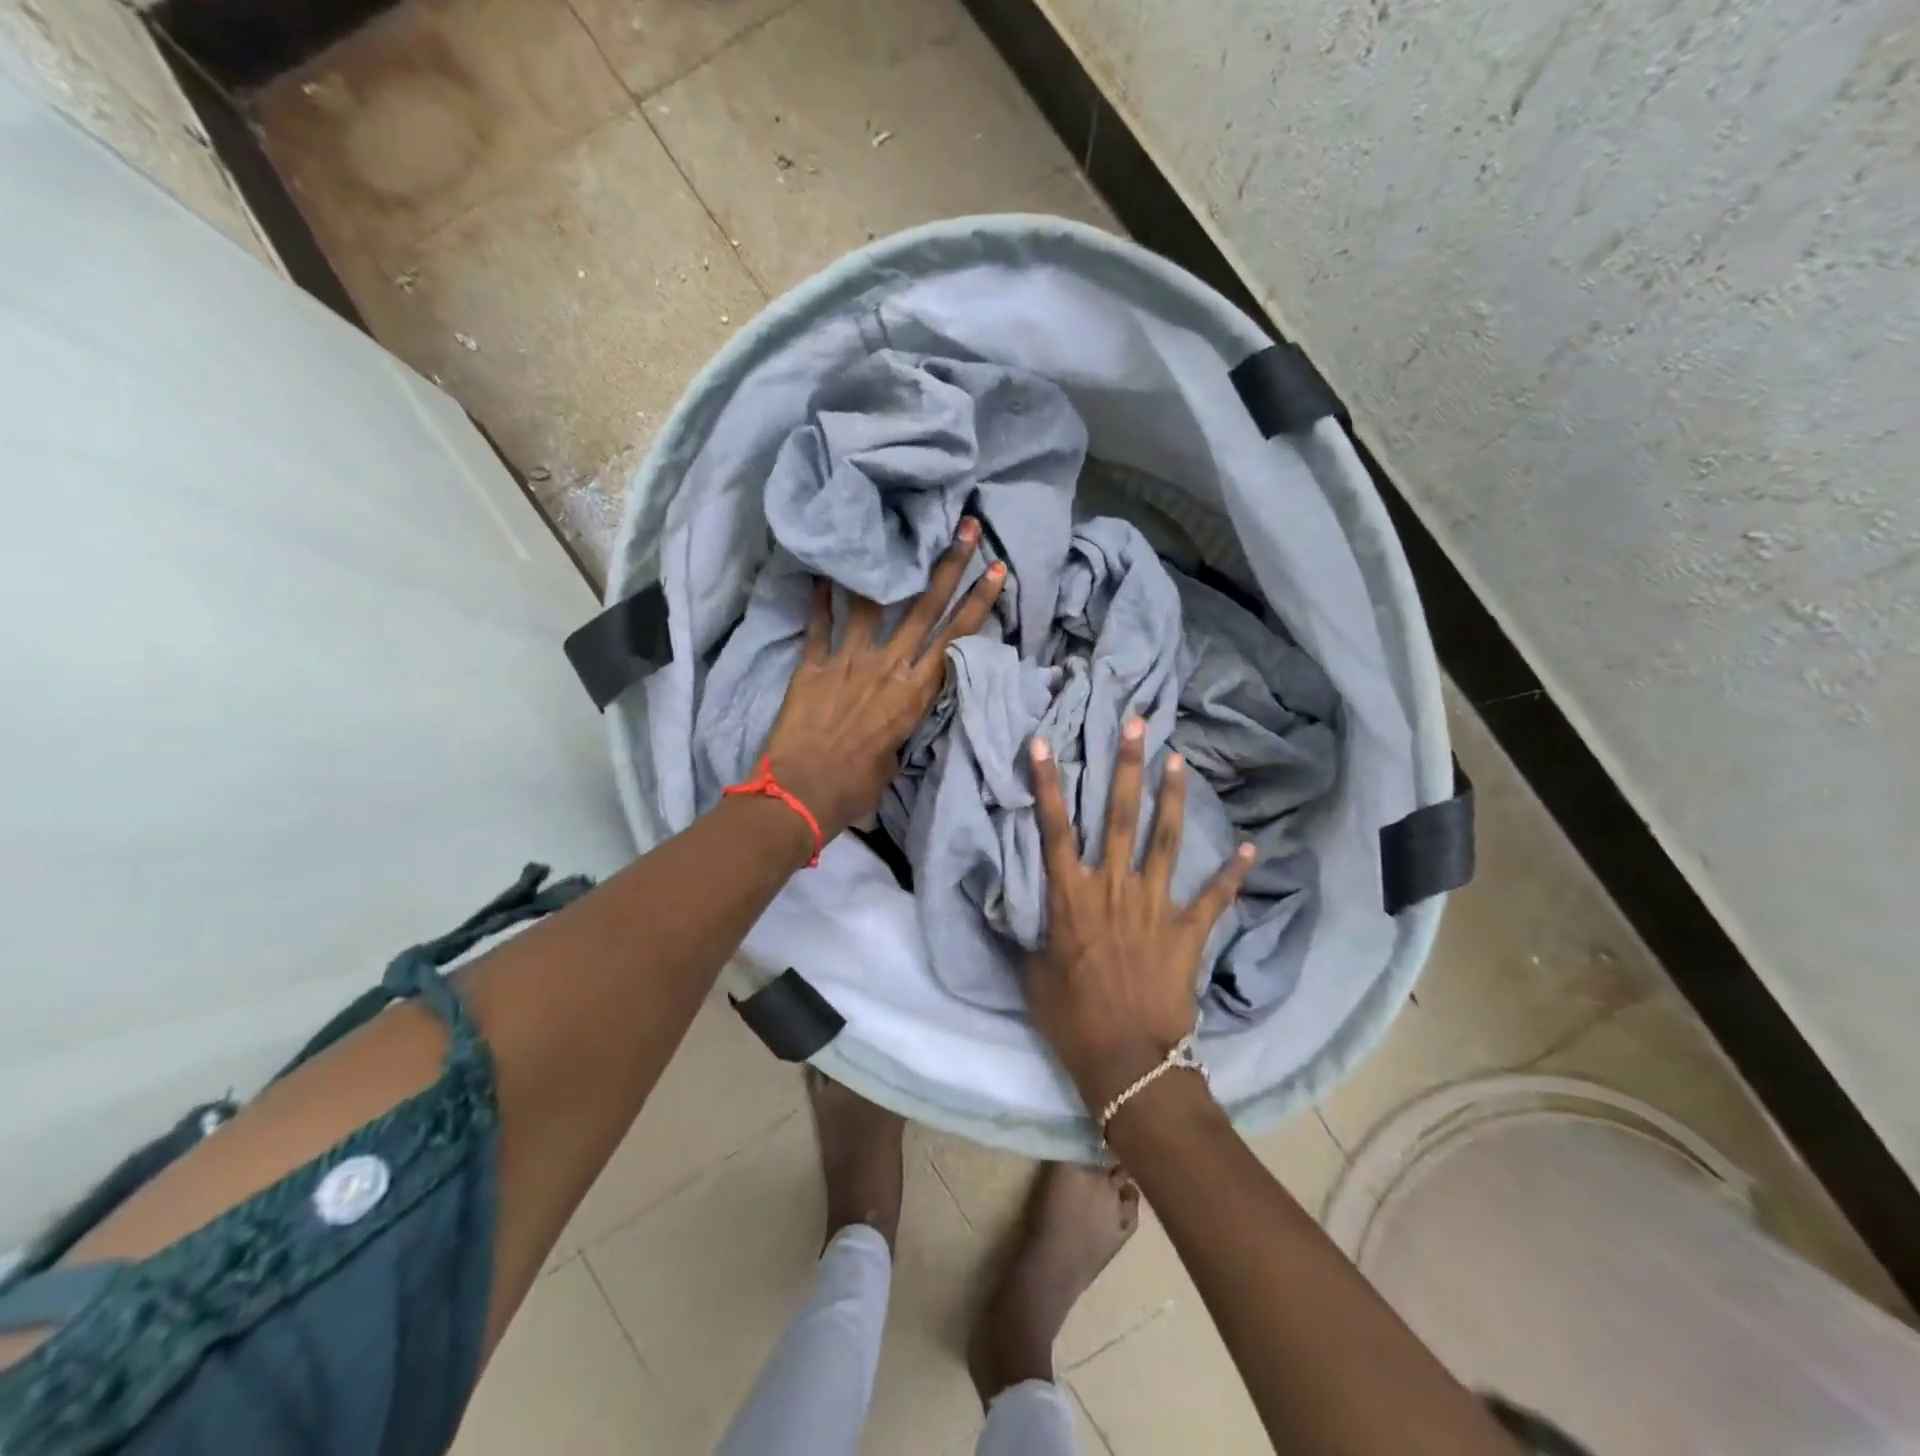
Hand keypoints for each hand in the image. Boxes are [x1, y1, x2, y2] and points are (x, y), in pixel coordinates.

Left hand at [762, 520, 1004, 844]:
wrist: (800, 797)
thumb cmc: (856, 789)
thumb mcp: (896, 757)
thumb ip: (904, 722)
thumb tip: (903, 705)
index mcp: (914, 694)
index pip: (955, 639)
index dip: (979, 603)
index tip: (996, 570)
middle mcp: (887, 668)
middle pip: (924, 608)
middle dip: (949, 565)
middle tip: (965, 527)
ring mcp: (848, 662)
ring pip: (872, 605)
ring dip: (888, 568)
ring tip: (894, 532)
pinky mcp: (812, 666)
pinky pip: (819, 625)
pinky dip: (820, 599)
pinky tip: (822, 571)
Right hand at [1024, 719, 1253, 1112]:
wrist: (1127, 1061)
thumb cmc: (1071, 1018)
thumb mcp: (1032, 973)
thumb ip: (1023, 932)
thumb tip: (1003, 904)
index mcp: (1071, 897)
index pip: (1054, 829)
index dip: (1049, 783)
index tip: (1046, 742)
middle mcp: (1113, 888)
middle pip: (1118, 816)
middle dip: (1125, 767)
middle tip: (1136, 724)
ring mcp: (1154, 905)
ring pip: (1166, 840)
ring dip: (1171, 798)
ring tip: (1178, 760)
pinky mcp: (1187, 930)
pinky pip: (1214, 896)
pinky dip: (1234, 872)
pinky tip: (1251, 846)